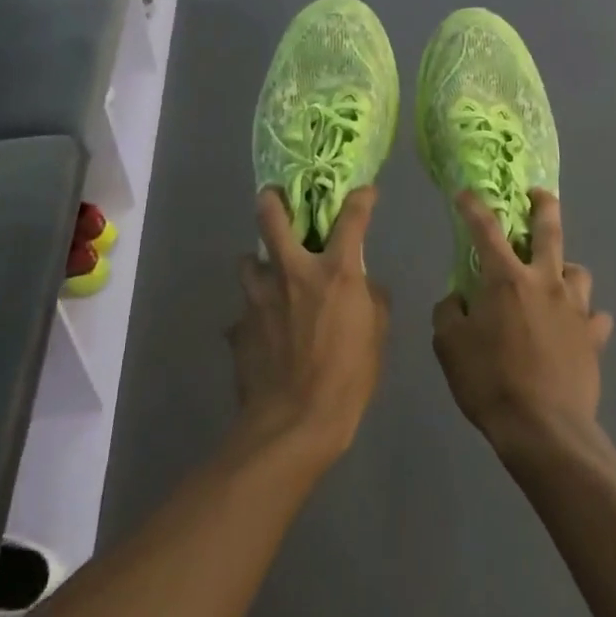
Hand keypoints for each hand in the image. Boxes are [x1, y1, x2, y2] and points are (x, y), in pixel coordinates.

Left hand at [229, 186, 390, 465]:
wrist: (293, 424)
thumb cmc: (347, 378)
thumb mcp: (377, 335)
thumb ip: (371, 299)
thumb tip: (363, 284)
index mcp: (335, 272)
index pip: (352, 216)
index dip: (361, 198)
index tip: (365, 192)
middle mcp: (293, 272)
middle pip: (271, 217)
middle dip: (272, 199)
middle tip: (275, 198)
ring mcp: (259, 297)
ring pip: (247, 261)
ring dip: (259, 264)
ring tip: (268, 278)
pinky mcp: (239, 326)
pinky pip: (244, 310)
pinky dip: (254, 314)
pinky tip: (263, 333)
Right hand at [432, 190, 613, 461]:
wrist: (544, 430)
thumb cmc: (490, 382)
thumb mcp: (449, 346)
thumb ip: (449, 312)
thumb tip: (458, 298)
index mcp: (506, 280)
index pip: (485, 230)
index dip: (473, 207)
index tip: (465, 192)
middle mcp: (545, 282)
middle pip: (549, 230)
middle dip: (543, 205)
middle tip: (537, 194)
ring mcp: (575, 308)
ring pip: (578, 271)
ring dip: (566, 268)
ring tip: (555, 278)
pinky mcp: (594, 337)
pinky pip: (595, 317)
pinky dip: (585, 317)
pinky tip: (576, 327)